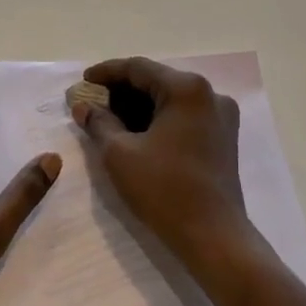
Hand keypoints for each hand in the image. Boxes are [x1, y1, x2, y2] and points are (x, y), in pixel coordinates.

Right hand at [70, 57, 251, 274]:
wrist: (214, 237)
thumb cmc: (164, 190)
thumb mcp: (120, 154)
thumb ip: (99, 123)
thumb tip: (83, 107)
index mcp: (187, 88)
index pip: (138, 68)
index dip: (106, 73)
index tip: (82, 82)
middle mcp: (209, 94)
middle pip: (156, 81)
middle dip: (121, 91)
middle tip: (91, 103)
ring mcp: (220, 116)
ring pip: (170, 99)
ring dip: (139, 106)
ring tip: (108, 118)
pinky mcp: (223, 137)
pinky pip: (183, 116)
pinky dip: (158, 119)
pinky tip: (135, 133)